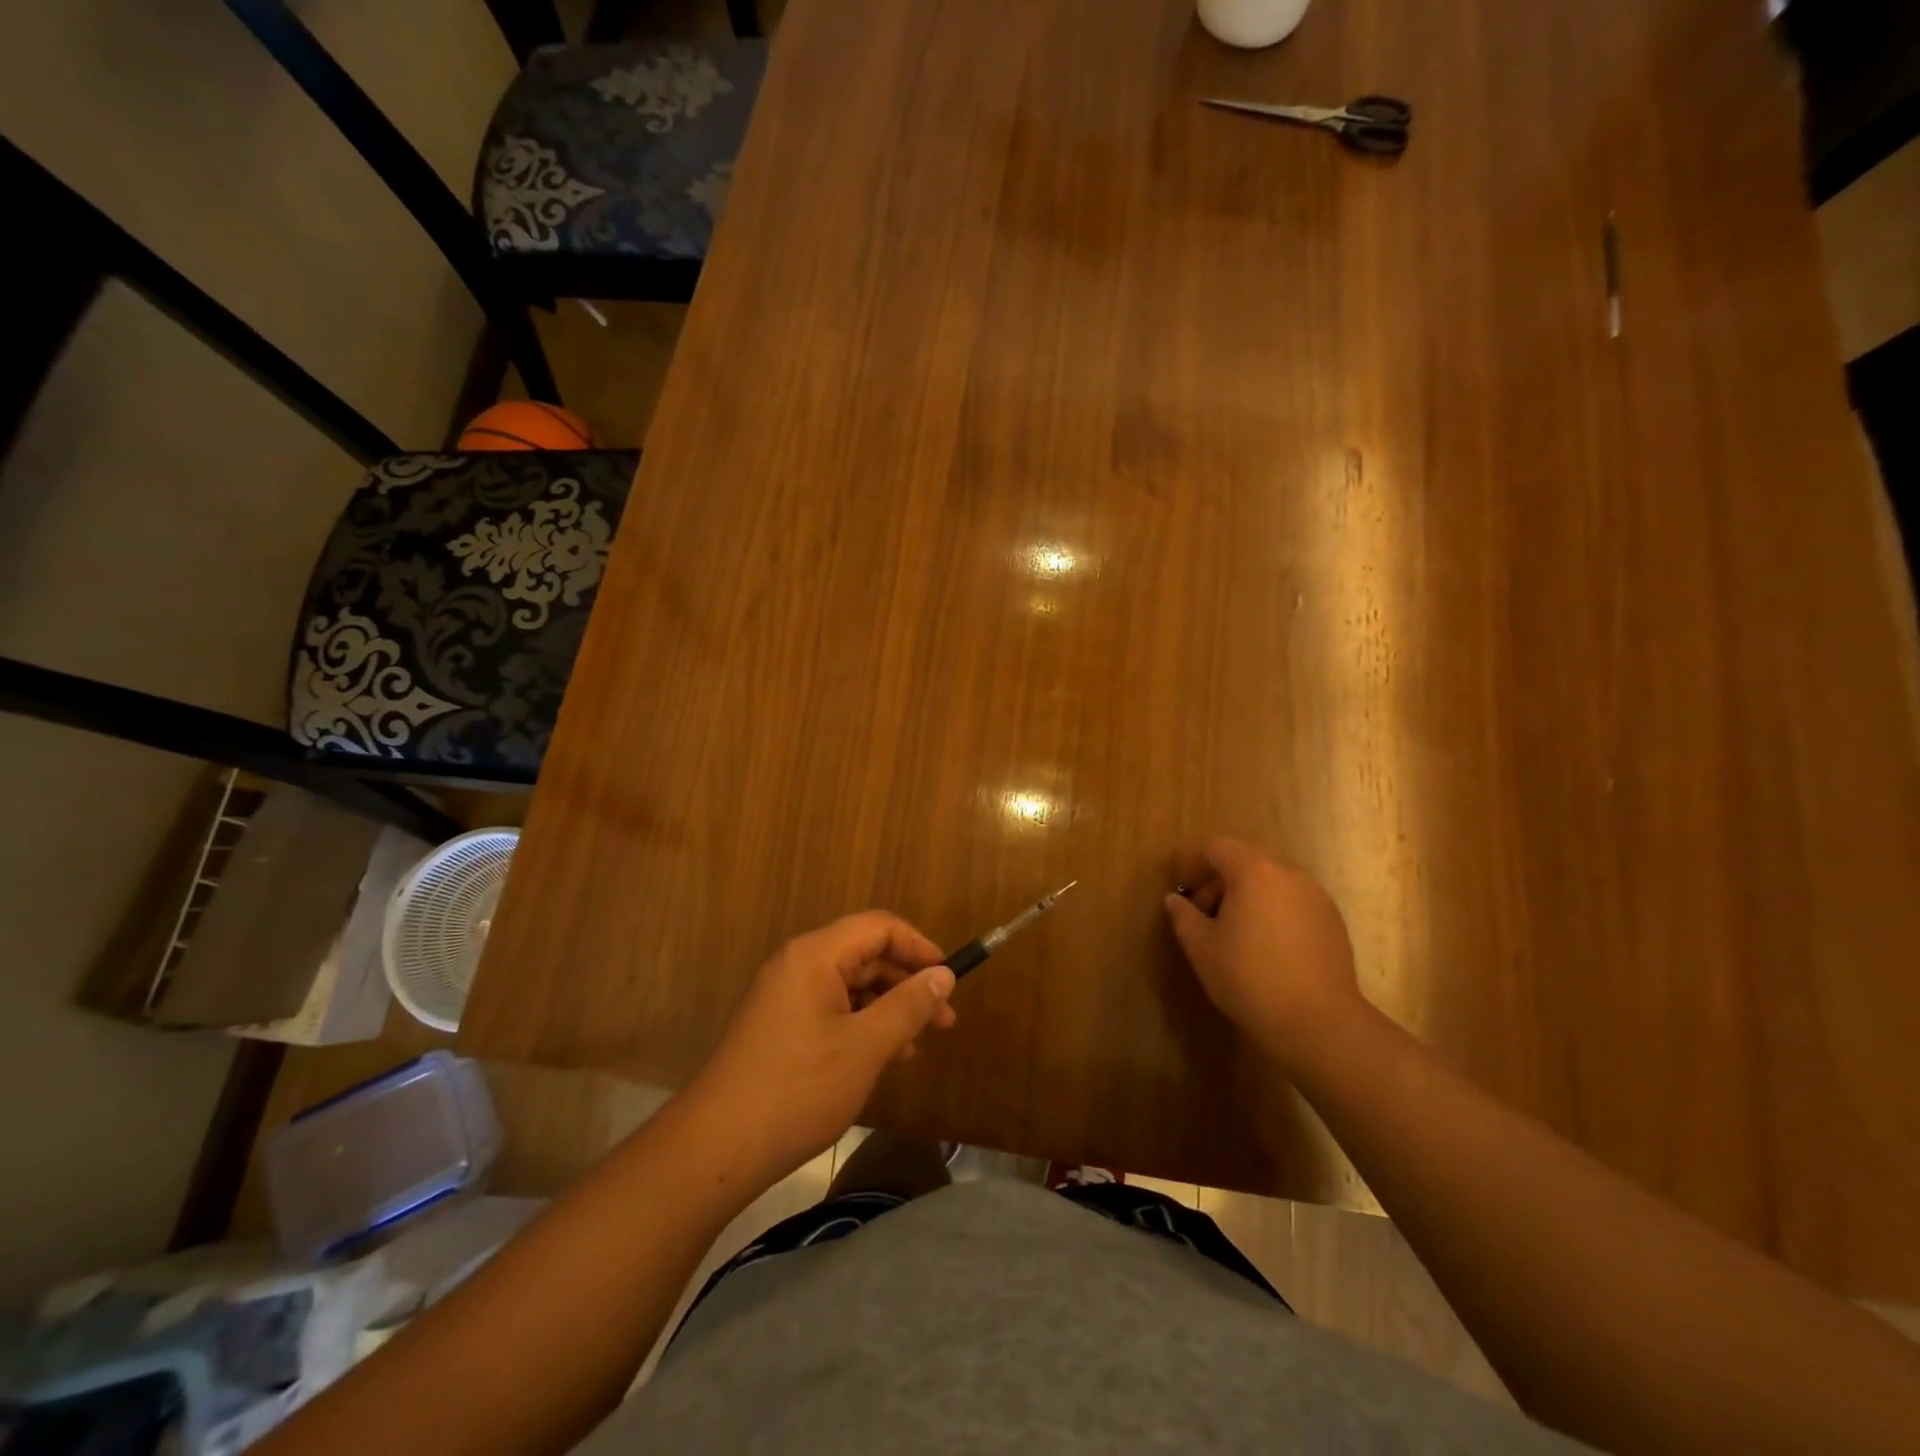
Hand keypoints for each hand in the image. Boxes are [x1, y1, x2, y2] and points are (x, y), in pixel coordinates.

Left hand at [686, 912, 957, 1186]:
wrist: (716, 1148)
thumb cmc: (799, 1088)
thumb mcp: (866, 1046)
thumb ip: (909, 1005)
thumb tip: (943, 975)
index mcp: (816, 955)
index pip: (879, 927)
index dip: (919, 946)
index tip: (949, 979)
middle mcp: (798, 965)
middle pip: (865, 955)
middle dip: (908, 983)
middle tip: (945, 1020)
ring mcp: (785, 997)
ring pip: (851, 986)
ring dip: (888, 1008)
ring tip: (919, 1044)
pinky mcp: (779, 1027)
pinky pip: (832, 1010)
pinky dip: (863, 1026)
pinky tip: (884, 1058)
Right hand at [1164, 838, 1363, 1070]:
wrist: (1319, 1022)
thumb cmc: (1249, 977)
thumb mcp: (1201, 947)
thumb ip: (1184, 916)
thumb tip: (1175, 900)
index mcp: (1254, 872)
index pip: (1218, 848)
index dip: (1195, 866)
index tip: (1186, 897)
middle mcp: (1289, 874)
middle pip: (1246, 862)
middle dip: (1221, 884)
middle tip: (1207, 919)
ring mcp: (1316, 897)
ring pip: (1272, 883)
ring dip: (1249, 898)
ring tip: (1238, 937)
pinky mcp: (1334, 921)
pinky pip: (1294, 903)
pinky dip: (1275, 913)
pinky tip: (1269, 950)